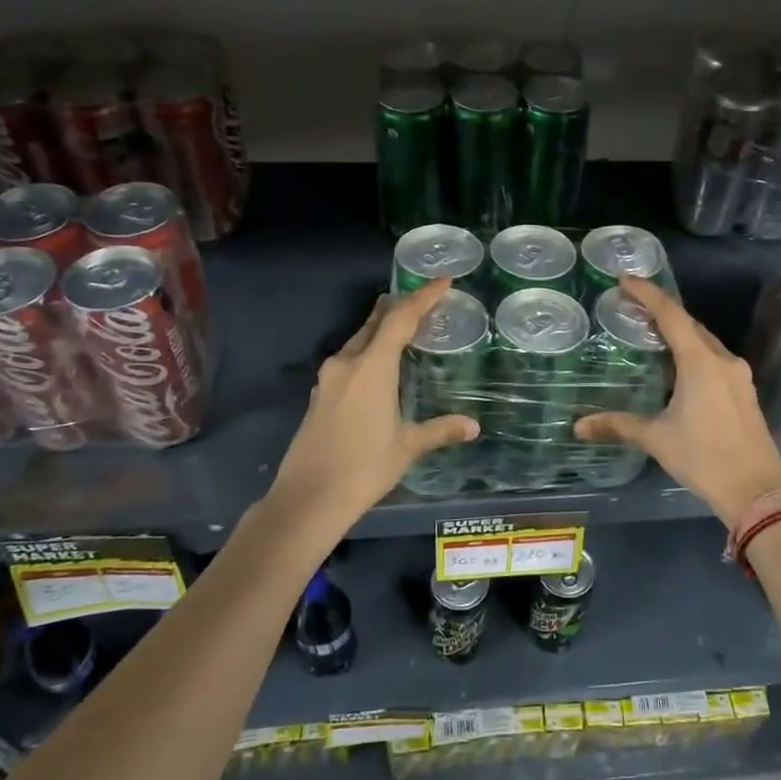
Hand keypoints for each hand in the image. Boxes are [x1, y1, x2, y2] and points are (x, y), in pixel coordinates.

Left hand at [267, 277, 478, 534]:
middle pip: (375, 324)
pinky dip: (367, 353)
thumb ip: (440, 430)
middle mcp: (346, 364)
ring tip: (401, 327)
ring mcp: (328, 380)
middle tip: (421, 299)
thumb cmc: (364, 467)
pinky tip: (376, 367)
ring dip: (380, 330)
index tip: (442, 281)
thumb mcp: (407, 446)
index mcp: (371, 367)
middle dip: (398, 308)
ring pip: (358, 341)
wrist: (308, 498)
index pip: (400, 319)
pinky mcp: (319, 396)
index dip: (422, 297)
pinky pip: (348, 361)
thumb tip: (473, 426)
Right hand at [574, 275, 780, 529]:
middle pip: (690, 326)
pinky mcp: (744, 394)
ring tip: (651, 335)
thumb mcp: (657, 439)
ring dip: (680, 335)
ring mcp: (738, 377)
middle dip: (662, 313)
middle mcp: (723, 361)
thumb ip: (618, 426)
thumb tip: (578, 426)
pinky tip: (677, 369)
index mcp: (701, 362)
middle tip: (633, 307)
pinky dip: (693, 355)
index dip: (648, 294)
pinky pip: (715, 361)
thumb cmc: (704, 458)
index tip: (626, 279)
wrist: (756, 493)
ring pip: (705, 343)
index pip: (671, 315)